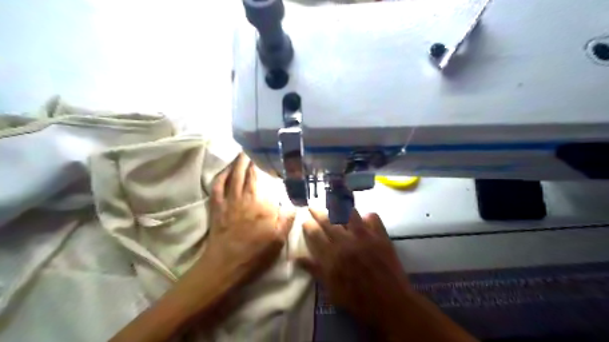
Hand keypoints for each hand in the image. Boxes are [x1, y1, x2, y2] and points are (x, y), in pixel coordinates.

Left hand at [201, 152, 294, 285]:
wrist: (226, 265)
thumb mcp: (278, 239)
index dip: (263, 165)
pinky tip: (225, 170)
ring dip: (236, 162)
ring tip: (242, 153)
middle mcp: (244, 198)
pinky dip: (221, 175)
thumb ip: (287, 219)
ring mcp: (228, 201)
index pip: (261, 179)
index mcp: (261, 204)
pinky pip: (217, 187)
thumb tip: (294, 203)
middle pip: (246, 173)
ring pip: (232, 176)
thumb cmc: (255, 253)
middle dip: (249, 158)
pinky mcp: (217, 207)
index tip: (268, 156)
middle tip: (254, 147)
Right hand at [298, 208, 411, 327]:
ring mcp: (365, 236)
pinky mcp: (381, 236)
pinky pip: (373, 217)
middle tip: (313, 207)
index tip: (305, 220)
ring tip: (336, 206)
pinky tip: (364, 219)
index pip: (315, 234)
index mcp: (332, 255)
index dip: (308, 225)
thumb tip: (295, 258)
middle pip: (328, 221)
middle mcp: (346, 241)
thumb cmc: (358, 300)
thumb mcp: (331, 290)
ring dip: (341, 209)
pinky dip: (367, 216)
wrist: (390, 303)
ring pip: (349, 214)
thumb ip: (314, 270)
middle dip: (318, 212)